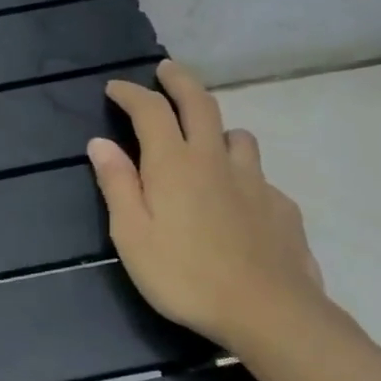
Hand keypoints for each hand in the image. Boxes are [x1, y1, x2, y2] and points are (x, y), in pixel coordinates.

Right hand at [88, 62, 327, 351]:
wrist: (267, 310)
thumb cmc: (184, 275)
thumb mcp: (132, 235)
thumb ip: (117, 185)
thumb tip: (100, 143)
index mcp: (173, 164)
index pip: (151, 111)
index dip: (131, 93)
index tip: (115, 88)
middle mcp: (215, 159)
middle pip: (200, 103)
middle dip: (179, 80)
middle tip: (166, 70)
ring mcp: (254, 180)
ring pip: (236, 136)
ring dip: (215, 127)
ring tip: (204, 139)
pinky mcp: (280, 204)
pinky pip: (257, 174)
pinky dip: (240, 171)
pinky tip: (235, 198)